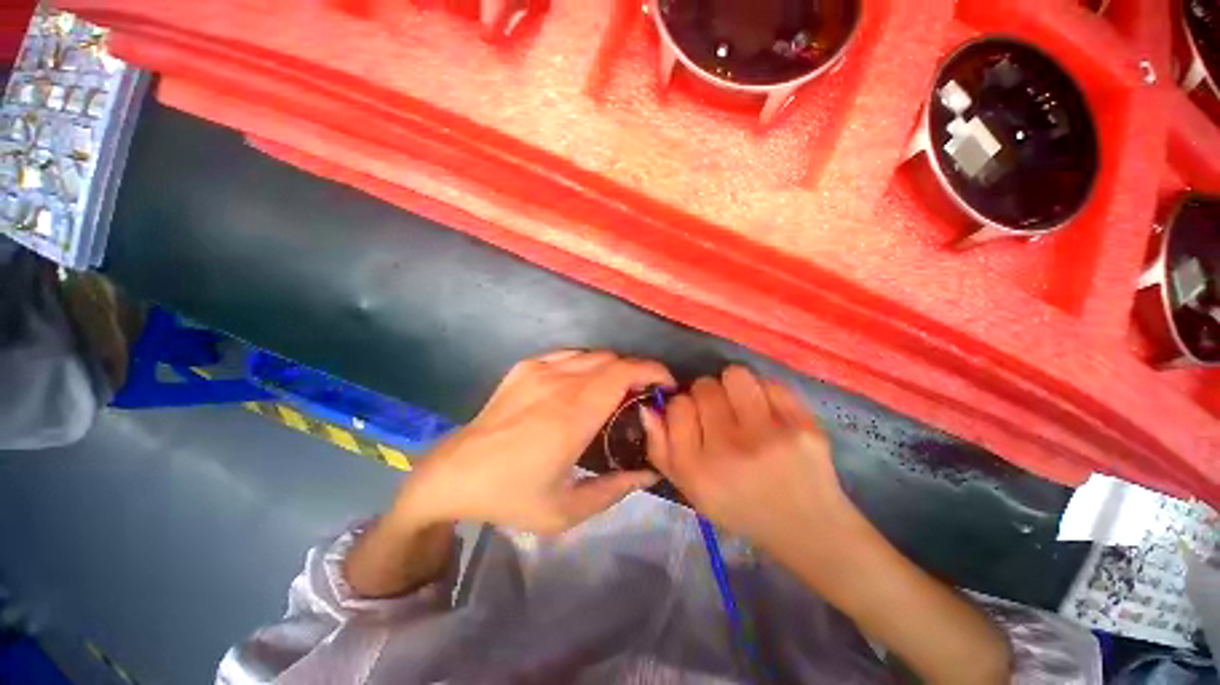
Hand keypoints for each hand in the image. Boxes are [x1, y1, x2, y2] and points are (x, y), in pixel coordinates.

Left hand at [392, 350, 673, 534]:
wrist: (456, 473)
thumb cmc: (512, 494)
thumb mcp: (567, 510)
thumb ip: (615, 489)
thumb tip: (650, 472)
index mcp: (573, 414)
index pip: (624, 372)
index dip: (652, 371)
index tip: (665, 385)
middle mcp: (560, 382)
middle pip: (613, 359)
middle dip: (637, 371)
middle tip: (642, 396)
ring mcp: (540, 369)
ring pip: (593, 354)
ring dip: (613, 368)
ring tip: (616, 391)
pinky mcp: (525, 366)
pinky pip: (570, 355)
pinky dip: (588, 364)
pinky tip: (583, 385)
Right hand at [643, 366, 857, 554]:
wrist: (806, 528)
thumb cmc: (739, 506)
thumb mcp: (689, 488)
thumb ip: (660, 448)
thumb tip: (649, 407)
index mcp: (697, 469)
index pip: (677, 406)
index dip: (683, 408)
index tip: (695, 420)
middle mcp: (729, 450)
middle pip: (704, 387)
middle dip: (707, 396)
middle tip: (721, 416)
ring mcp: (769, 436)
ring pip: (734, 375)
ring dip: (733, 386)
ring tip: (742, 406)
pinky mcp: (802, 425)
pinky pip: (769, 383)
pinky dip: (763, 393)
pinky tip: (768, 414)